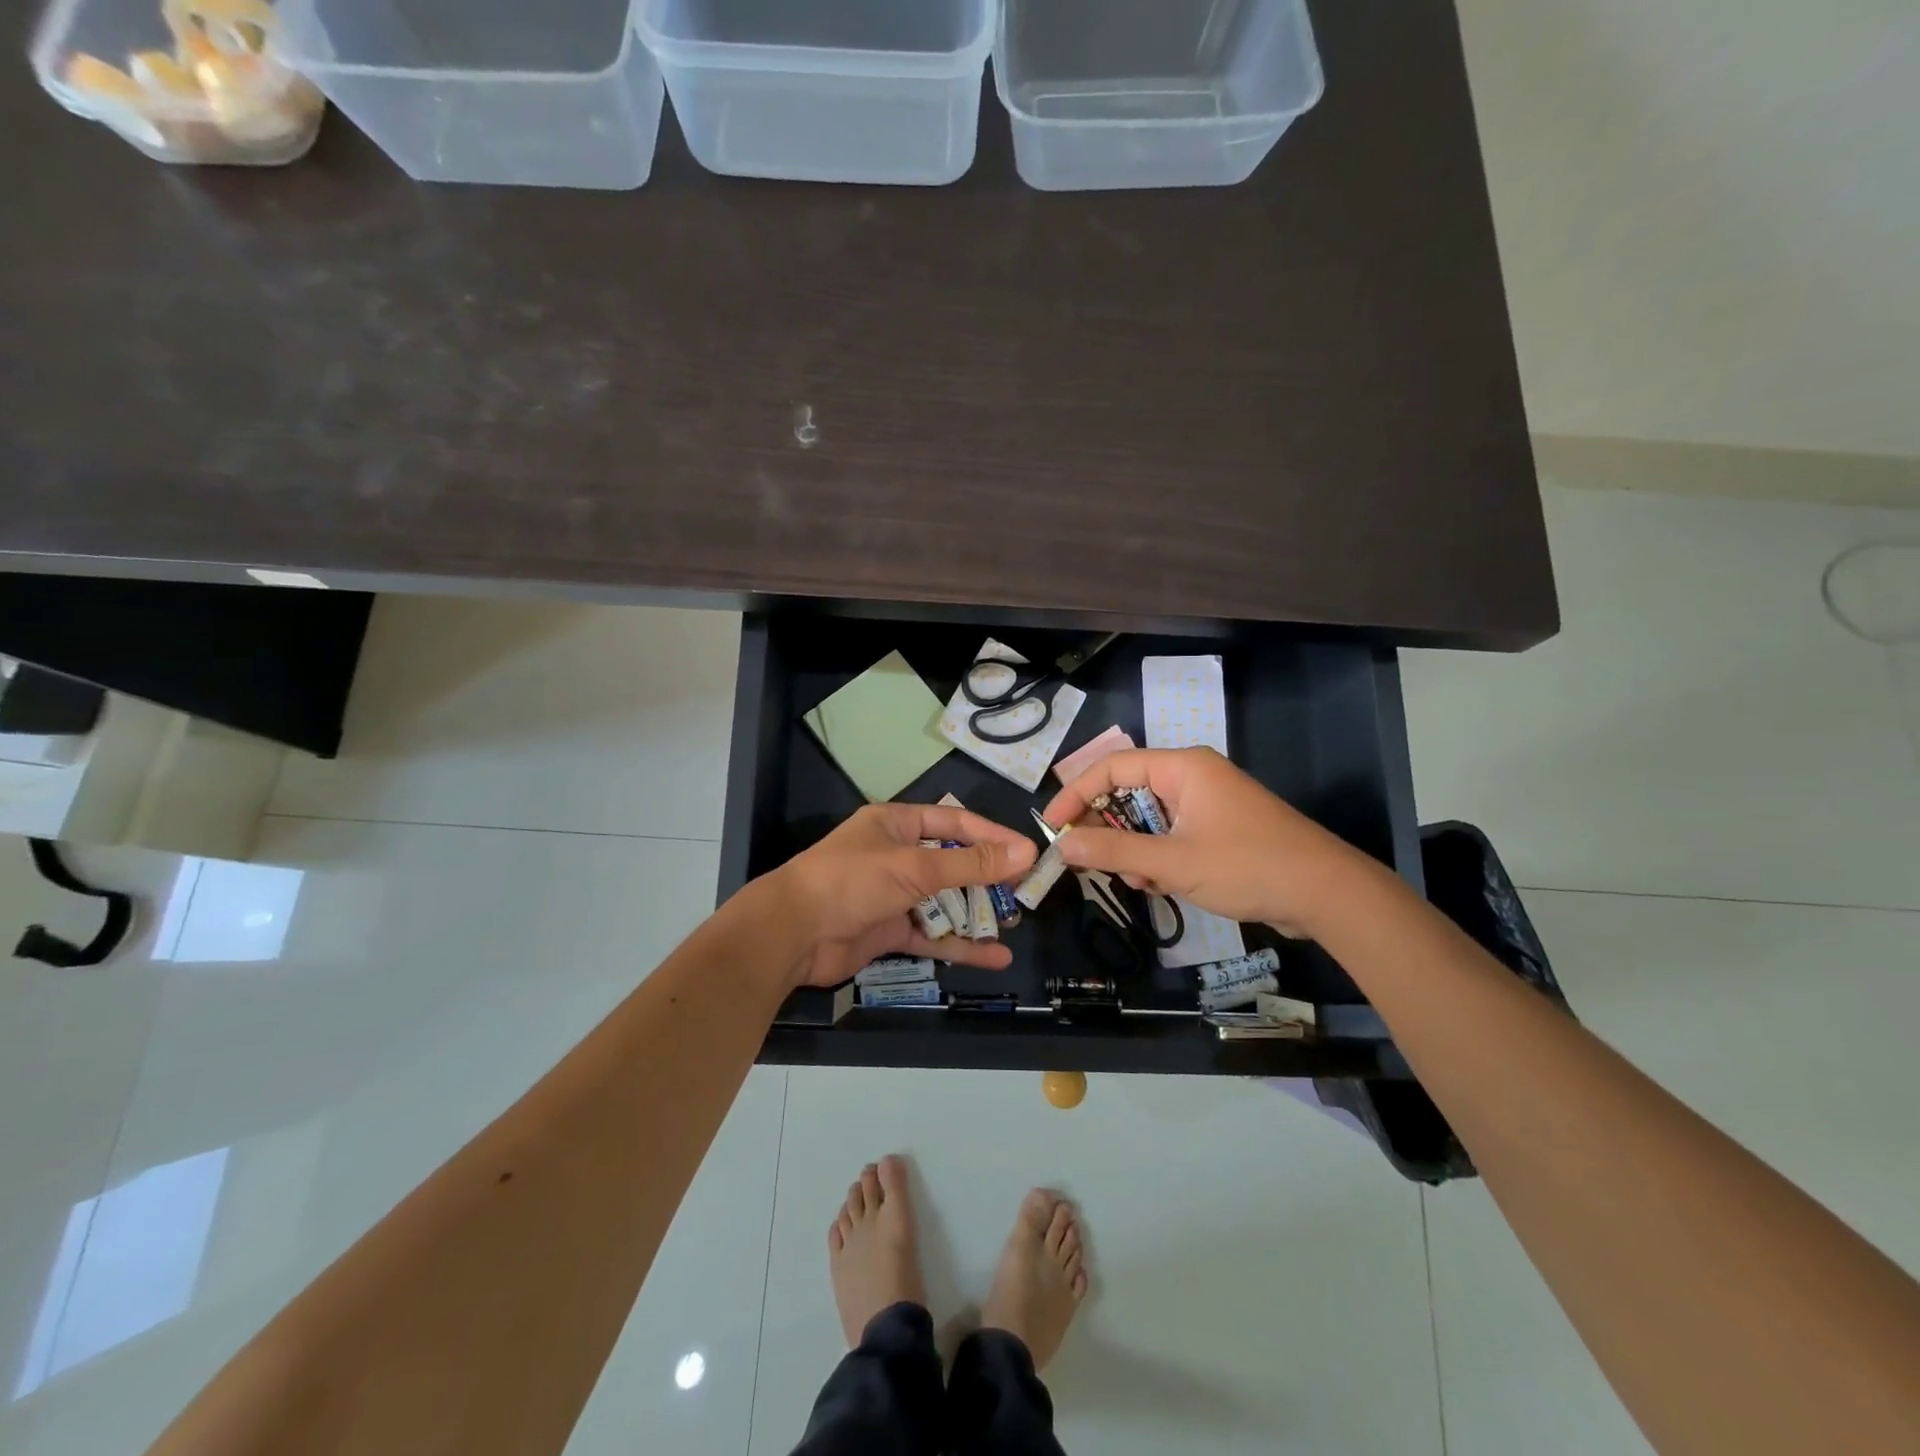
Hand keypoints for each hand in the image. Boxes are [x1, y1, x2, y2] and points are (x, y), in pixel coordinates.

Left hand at [767, 803, 1037, 987]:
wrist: (792, 934)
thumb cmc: (852, 881)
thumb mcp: (914, 867)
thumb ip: (971, 863)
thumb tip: (1025, 851)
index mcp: (896, 825)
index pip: (955, 823)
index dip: (992, 836)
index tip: (1027, 852)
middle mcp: (896, 855)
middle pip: (952, 863)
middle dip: (987, 878)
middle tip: (1026, 891)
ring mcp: (892, 895)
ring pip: (944, 901)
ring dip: (976, 913)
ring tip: (1014, 923)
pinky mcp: (888, 930)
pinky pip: (932, 935)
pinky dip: (959, 945)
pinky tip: (994, 957)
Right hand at [1042, 747, 1364, 936]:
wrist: (1328, 895)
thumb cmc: (1248, 866)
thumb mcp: (1172, 862)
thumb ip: (1114, 851)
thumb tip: (1063, 845)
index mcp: (1183, 767)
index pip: (1112, 767)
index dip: (1075, 794)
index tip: (1052, 826)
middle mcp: (1193, 777)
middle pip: (1129, 793)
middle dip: (1109, 829)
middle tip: (1091, 861)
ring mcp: (1209, 804)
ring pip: (1149, 820)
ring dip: (1135, 851)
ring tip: (1142, 882)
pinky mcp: (1220, 829)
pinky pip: (1171, 835)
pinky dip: (1159, 858)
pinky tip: (1163, 886)